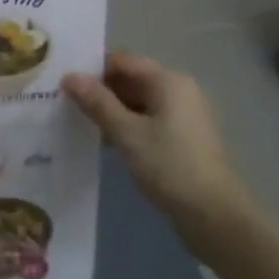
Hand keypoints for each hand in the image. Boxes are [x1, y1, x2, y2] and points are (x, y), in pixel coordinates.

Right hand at [64, 53, 251, 253]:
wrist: (214, 217)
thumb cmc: (169, 166)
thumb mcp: (125, 132)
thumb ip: (97, 102)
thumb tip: (69, 76)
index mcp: (168, 81)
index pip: (121, 61)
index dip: (92, 69)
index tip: (64, 83)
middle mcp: (179, 90)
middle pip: (131, 79)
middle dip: (100, 90)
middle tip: (66, 103)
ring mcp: (184, 115)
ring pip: (138, 101)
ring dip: (112, 110)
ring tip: (81, 123)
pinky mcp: (184, 138)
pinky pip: (149, 120)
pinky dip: (128, 125)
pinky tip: (107, 141)